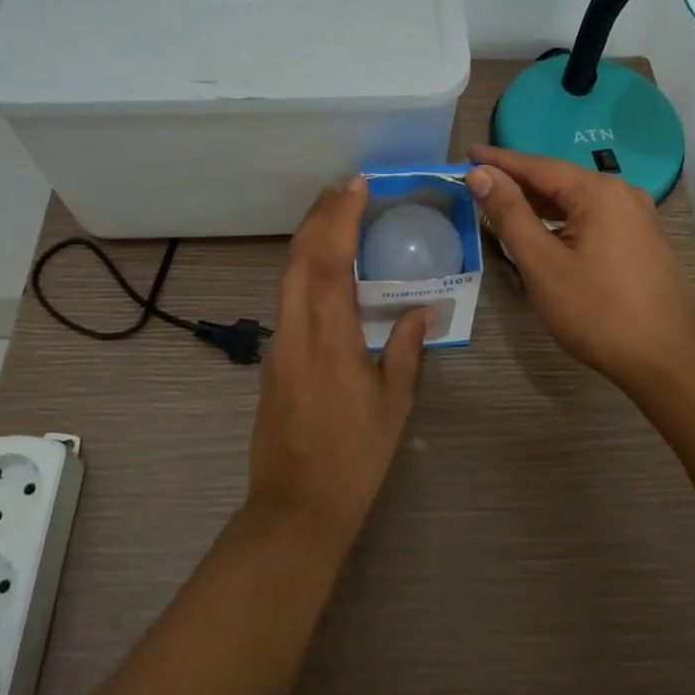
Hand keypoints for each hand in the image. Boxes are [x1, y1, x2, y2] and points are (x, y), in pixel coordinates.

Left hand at [248, 176, 427, 552]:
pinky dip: (302, 266)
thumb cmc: (354, 457)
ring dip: (308, 237)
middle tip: (342, 188)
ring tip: (332, 214)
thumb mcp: (393, 404)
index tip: (355, 186)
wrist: (295, 508)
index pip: (331, 259)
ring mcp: (279, 341)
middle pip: (300, 256)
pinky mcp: (273, 357)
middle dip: (319, 216)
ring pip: (287, 274)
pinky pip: (286, 295)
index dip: (341, 217)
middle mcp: (297, 328)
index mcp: (331, 335)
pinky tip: (320, 266)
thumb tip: (422, 311)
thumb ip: (406, 349)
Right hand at [467, 145, 694, 387]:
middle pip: (558, 179)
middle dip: (517, 179)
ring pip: (576, 200)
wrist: (669, 361)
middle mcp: (621, 194)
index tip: (467, 152)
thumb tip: (481, 174)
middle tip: (478, 178)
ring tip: (502, 201)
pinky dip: (561, 218)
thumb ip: (509, 214)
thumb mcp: (542, 263)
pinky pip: (592, 217)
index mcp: (598, 192)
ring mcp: (637, 217)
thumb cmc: (598, 312)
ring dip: (539, 201)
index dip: (498, 160)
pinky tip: (544, 229)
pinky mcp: (642, 240)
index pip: (536, 165)